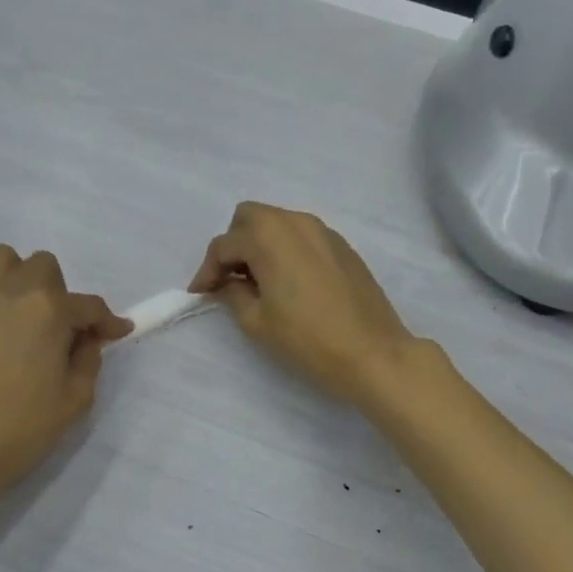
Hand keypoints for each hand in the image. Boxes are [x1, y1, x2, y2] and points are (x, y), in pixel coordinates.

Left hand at [0, 245, 129, 512]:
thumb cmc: (22, 430)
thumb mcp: (75, 399)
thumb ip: (89, 360)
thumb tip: (86, 340)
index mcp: (50, 311)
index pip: (89, 306)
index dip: (108, 321)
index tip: (117, 333)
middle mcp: (11, 292)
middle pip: (42, 266)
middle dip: (58, 291)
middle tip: (59, 328)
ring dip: (14, 278)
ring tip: (17, 312)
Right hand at [189, 202, 414, 404]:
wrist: (372, 353)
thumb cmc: (307, 339)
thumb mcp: (257, 321)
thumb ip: (233, 293)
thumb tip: (226, 283)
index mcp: (269, 236)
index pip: (224, 245)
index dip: (207, 270)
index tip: (200, 294)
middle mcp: (296, 222)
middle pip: (250, 218)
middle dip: (233, 245)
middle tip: (230, 281)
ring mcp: (324, 232)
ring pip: (279, 223)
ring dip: (261, 245)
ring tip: (259, 283)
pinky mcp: (343, 247)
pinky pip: (303, 237)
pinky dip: (287, 250)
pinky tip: (290, 283)